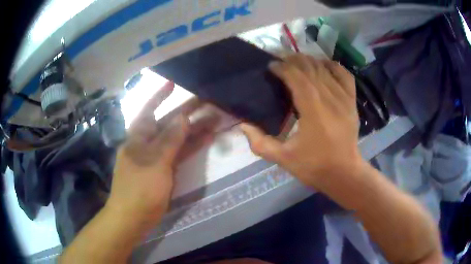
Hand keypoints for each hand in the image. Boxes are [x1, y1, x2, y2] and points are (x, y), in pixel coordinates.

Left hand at [107, 82, 217, 229]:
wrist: (134, 217)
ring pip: (177, 138)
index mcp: (138, 136)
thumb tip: (183, 118)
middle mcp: (147, 143)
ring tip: (214, 119)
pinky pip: (180, 154)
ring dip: (194, 129)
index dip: (160, 96)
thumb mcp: (155, 161)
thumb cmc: (139, 188)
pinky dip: (192, 146)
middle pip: (168, 123)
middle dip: (186, 112)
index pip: (149, 109)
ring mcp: (158, 157)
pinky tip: (207, 138)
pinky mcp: (165, 170)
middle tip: (206, 101)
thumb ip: (170, 139)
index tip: (173, 83)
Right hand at [240, 54, 362, 191]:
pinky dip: (332, 66)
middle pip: (310, 68)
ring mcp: (344, 98)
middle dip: (293, 60)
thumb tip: (244, 125)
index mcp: (313, 111)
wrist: (344, 173)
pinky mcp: (352, 101)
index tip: (271, 66)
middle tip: (281, 61)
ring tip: (296, 62)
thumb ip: (260, 143)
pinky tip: (323, 66)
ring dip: (309, 61)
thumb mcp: (283, 159)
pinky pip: (344, 75)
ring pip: (324, 68)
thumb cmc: (314, 166)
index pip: (296, 77)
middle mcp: (330, 98)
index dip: (282, 67)